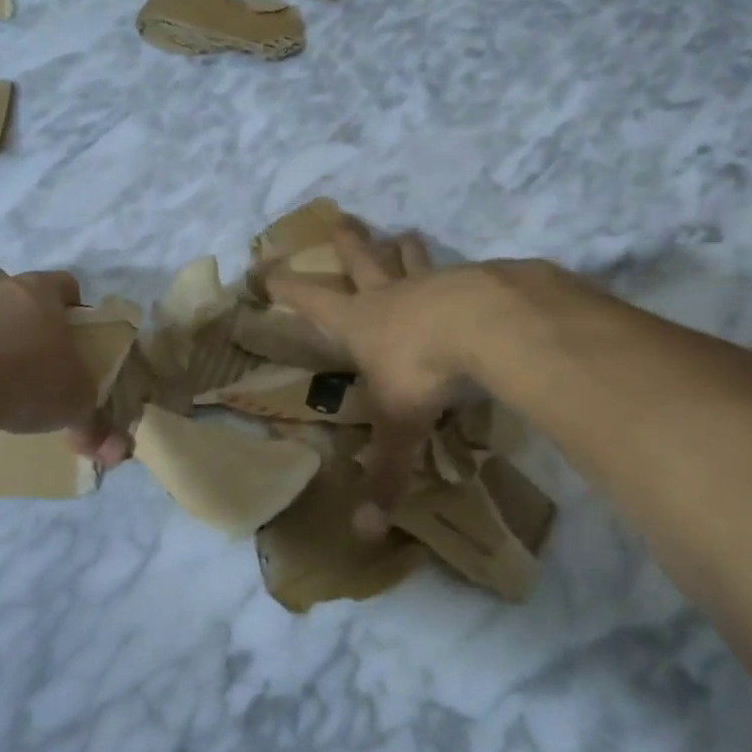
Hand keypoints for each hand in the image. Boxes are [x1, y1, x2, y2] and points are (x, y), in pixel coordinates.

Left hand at [0, 269, 126, 465]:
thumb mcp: (75, 405)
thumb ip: (94, 424)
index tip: (74, 329)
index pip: (63, 282)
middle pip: (10, 285)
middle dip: (19, 307)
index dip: (71, 303)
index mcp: (38, 293)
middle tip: (30, 342)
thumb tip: (117, 452)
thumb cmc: (30, 380)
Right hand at [266, 224, 489, 533]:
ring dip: (403, 247)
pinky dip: (461, 272)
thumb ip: (385, 475)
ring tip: (403, 232)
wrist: (485, 325)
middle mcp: (390, 295)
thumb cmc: (423, 370)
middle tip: (339, 218)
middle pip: (361, 259)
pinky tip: (476, 276)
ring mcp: (432, 283)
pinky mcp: (473, 280)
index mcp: (360, 323)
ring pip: (411, 258)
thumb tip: (364, 533)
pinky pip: (462, 273)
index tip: (267, 267)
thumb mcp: (400, 424)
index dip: (288, 288)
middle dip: (347, 241)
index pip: (312, 301)